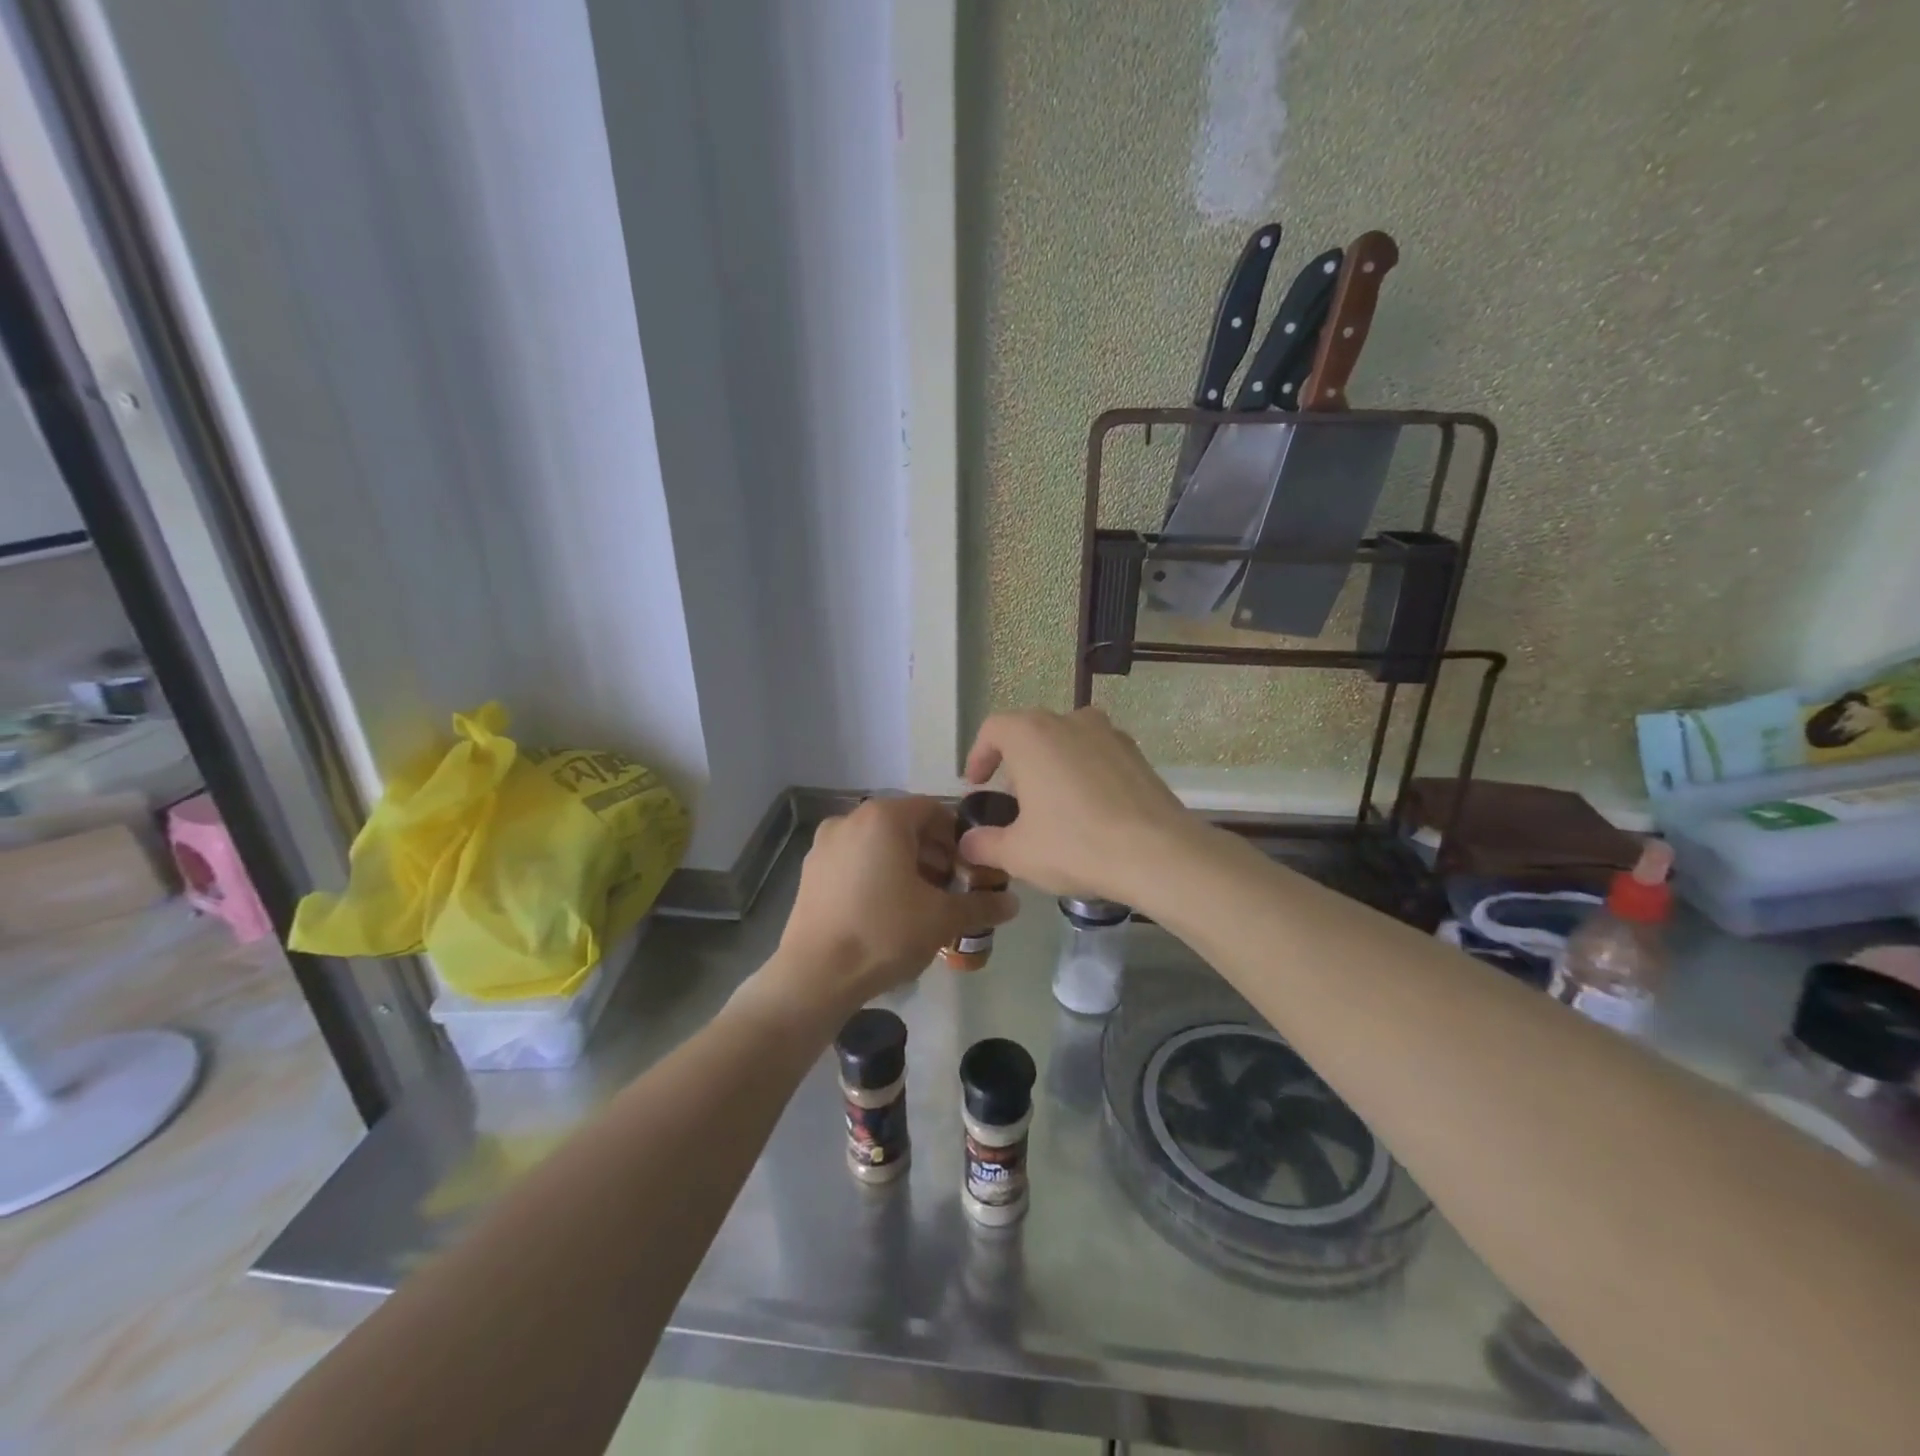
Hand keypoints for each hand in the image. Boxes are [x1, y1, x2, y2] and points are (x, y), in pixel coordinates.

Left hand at [759, 796, 1016, 1019]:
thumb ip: (981, 905)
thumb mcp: (942, 919)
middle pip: (905, 825)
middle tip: (952, 887)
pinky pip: (855, 860)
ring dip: (907, 864)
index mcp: (884, 817)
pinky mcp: (811, 870)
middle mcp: (851, 819)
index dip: (959, 837)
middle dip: (934, 853)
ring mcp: (825, 844)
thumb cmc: (884, 933)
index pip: (934, 810)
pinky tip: (888, 910)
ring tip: (923, 902)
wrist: (815, 975)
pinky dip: (877, 873)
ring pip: (879, 843)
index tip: (972, 868)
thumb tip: (1013, 903)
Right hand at [957, 707, 1204, 905]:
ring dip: (1053, 764)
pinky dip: (1085, 773)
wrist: (1157, 852)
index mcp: (1031, 734)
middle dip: (1016, 762)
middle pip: (1031, 731)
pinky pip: (1098, 755)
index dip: (979, 755)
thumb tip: (968, 844)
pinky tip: (1089, 809)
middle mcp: (1069, 721)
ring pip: (1068, 740)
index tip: (977, 784)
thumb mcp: (1018, 853)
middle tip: (1013, 799)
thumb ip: (985, 844)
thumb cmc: (1075, 844)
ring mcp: (1109, 733)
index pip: (993, 730)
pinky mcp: (1137, 754)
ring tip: (1052, 803)